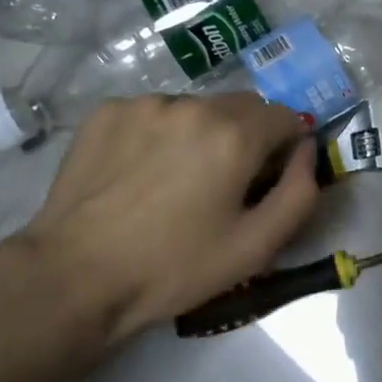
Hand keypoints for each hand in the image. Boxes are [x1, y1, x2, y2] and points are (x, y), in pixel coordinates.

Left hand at [7, 94, 317, 356]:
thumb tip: (307, 149)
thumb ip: (300, 192)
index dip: (286, 147)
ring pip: (197, 109)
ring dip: (201, 133)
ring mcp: (146, 103)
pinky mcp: (108, 111)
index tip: (267, 179)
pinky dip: (159, 134)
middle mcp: (193, 104)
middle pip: (242, 107)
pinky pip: (154, 113)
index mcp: (235, 133)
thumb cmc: (174, 267)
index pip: (286, 116)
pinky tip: (139, 173)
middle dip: (246, 137)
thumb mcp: (256, 246)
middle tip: (223, 184)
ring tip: (174, 181)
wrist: (74, 278)